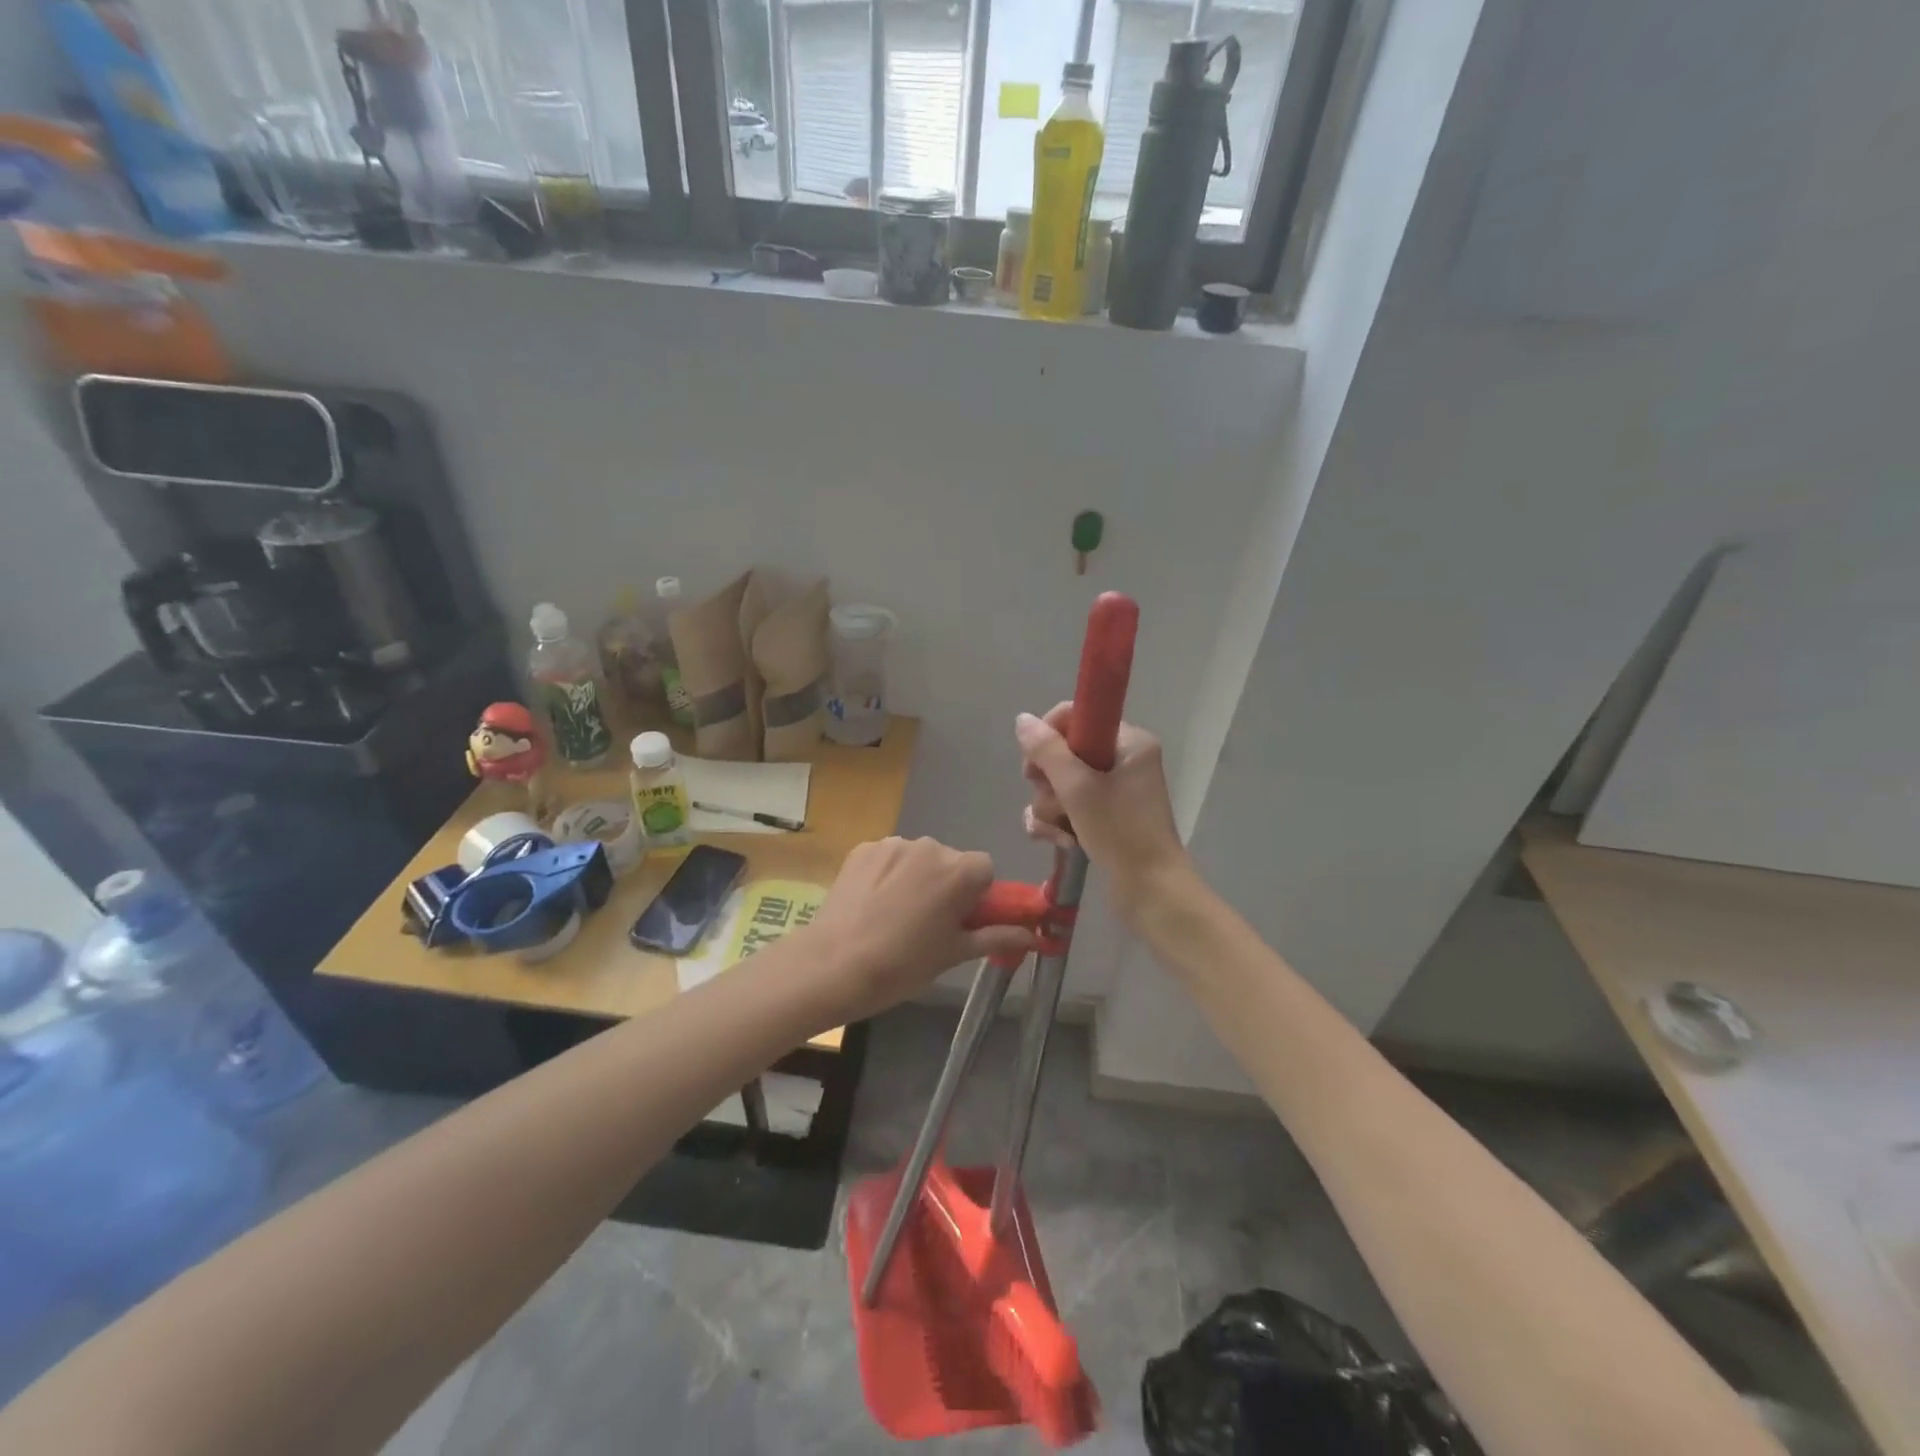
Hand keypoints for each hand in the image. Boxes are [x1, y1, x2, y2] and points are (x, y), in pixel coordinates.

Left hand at [804, 837, 1034, 1022]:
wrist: (833, 965)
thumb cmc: (903, 965)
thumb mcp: (954, 954)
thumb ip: (996, 936)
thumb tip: (1034, 936)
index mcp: (959, 870)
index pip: (985, 870)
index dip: (977, 897)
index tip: (960, 922)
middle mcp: (930, 846)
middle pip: (951, 862)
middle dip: (946, 886)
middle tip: (927, 925)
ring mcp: (893, 843)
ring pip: (918, 859)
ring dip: (916, 879)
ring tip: (893, 917)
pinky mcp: (863, 848)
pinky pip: (889, 858)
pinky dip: (887, 875)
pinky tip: (872, 904)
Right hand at [1017, 705, 1187, 906]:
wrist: (1150, 892)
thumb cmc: (1120, 832)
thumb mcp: (1078, 788)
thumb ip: (1047, 751)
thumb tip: (1022, 719)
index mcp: (1128, 742)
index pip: (1077, 716)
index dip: (1048, 736)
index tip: (1035, 764)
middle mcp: (1122, 760)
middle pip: (1062, 753)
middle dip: (1048, 783)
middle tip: (1053, 801)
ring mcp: (1112, 791)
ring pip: (1059, 784)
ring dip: (1050, 809)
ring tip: (1059, 831)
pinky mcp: (1103, 817)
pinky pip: (1066, 807)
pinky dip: (1057, 823)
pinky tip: (1059, 842)